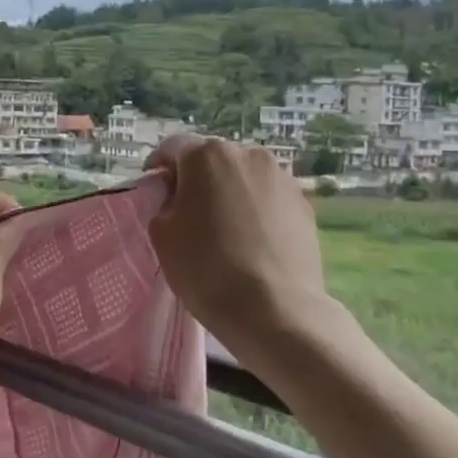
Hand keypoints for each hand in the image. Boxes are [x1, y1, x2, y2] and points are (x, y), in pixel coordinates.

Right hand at [145, 135, 327, 348]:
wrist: (274, 309)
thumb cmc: (206, 267)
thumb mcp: (161, 233)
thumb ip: (164, 202)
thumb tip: (179, 197)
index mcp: (207, 154)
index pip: (173, 147)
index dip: (159, 166)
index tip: (154, 190)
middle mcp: (248, 154)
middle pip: (212, 158)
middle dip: (197, 178)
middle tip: (188, 211)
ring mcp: (281, 177)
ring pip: (243, 176)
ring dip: (229, 191)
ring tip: (224, 227)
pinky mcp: (304, 204)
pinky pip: (268, 197)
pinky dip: (255, 209)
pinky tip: (251, 240)